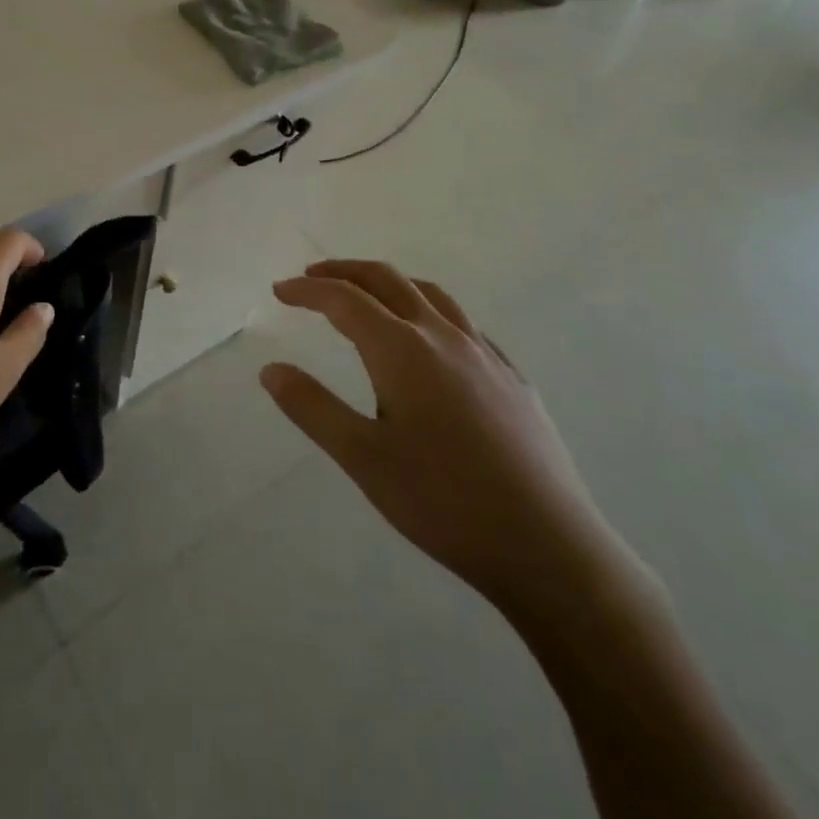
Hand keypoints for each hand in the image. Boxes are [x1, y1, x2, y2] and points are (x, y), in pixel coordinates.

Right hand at [263, 260, 637, 620]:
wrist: (548, 546)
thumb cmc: (443, 502)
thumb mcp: (363, 458)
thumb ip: (312, 408)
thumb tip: (270, 370)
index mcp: (402, 350)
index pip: (344, 300)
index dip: (307, 291)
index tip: (279, 291)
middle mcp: (443, 336)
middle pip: (387, 280)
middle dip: (345, 272)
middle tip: (312, 278)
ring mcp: (485, 354)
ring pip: (430, 294)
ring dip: (389, 283)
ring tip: (367, 295)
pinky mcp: (513, 378)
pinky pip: (464, 324)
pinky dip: (430, 311)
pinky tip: (432, 341)